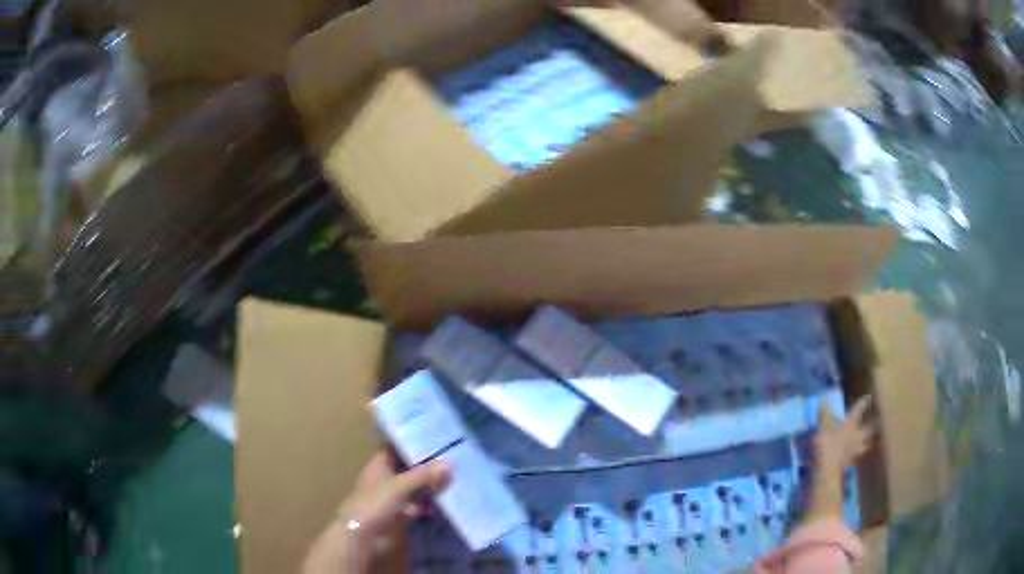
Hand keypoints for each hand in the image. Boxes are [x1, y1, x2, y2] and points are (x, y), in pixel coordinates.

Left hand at [302, 452, 450, 573]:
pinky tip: (446, 504)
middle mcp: (385, 479)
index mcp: (378, 466)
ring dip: (429, 487)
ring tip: (455, 479)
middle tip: (453, 458)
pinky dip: (428, 505)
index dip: (410, 443)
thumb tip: (450, 463)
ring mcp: (391, 498)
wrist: (363, 537)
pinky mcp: (399, 516)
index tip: (434, 436)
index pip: (394, 448)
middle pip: (407, 469)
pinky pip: (417, 506)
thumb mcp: (399, 486)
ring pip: (414, 488)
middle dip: (426, 466)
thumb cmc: (374, 504)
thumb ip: (423, 476)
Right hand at [813, 395, 875, 475]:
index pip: (858, 410)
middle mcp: (856, 435)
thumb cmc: (826, 445)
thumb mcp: (823, 427)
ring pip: (865, 444)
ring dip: (867, 441)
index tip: (869, 397)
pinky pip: (857, 456)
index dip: (862, 404)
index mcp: (851, 424)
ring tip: (869, 441)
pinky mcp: (850, 462)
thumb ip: (825, 413)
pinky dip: (857, 454)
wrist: (827, 471)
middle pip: (868, 429)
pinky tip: (855, 455)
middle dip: (873, 425)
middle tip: (877, 422)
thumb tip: (825, 399)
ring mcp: (855, 450)